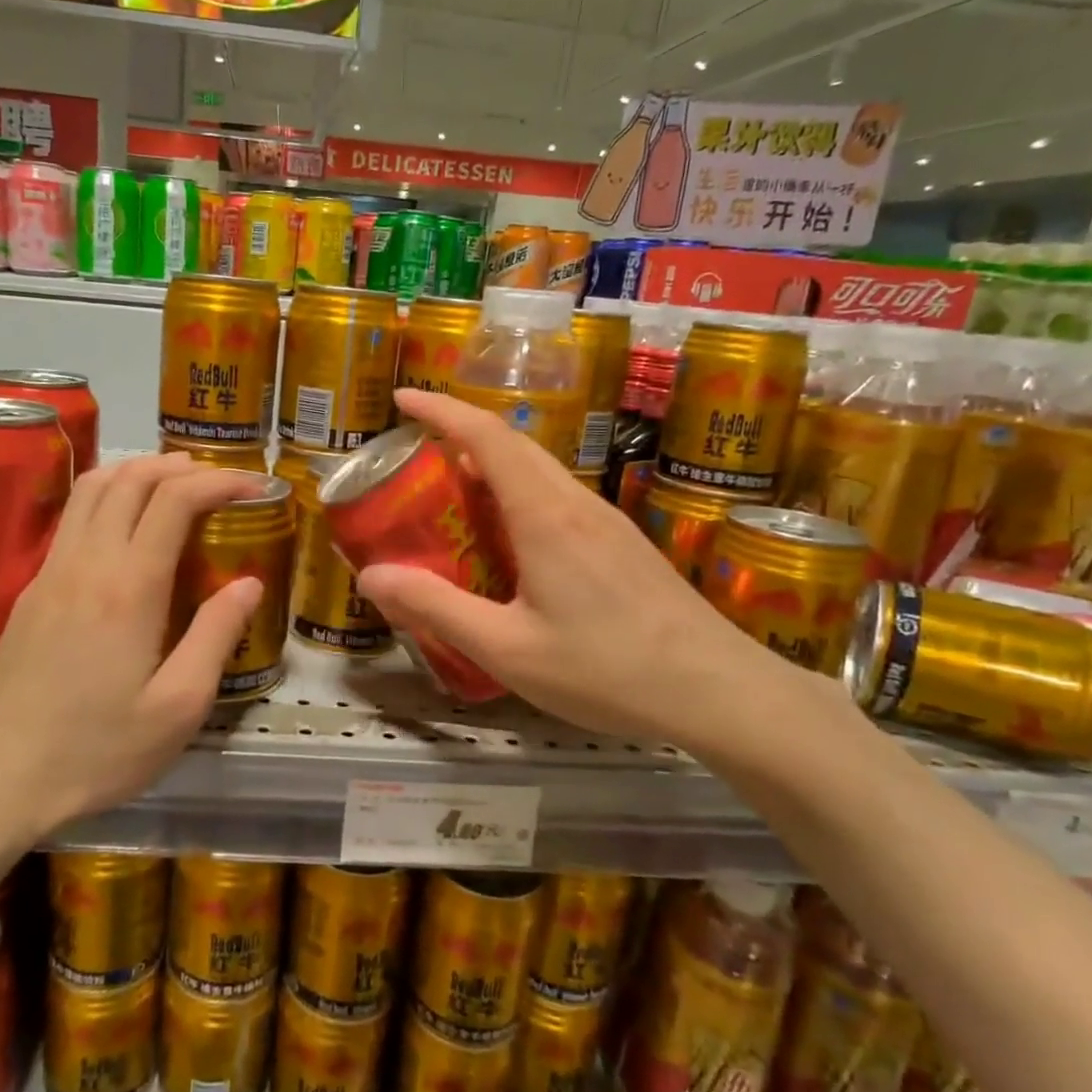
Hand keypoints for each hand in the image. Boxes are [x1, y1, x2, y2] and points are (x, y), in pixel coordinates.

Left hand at [0, 454, 263, 837]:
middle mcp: (86, 563)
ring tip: (174, 484)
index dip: (219, 482)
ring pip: (92, 489)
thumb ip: (216, 636)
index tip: (254, 487)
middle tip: (219, 480)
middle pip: (131, 479)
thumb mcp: (178, 707)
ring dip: (138, 471)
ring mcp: (50, 573)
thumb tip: (249, 583)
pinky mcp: (29, 591)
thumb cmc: (96, 751)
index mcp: (128, 587)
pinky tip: (124, 526)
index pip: (175, 500)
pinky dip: (107, 496)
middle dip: (180, 467)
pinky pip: (71, 518)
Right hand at [355, 389, 808, 751]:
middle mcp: (576, 503)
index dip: (441, 410)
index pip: (487, 437)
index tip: (403, 399)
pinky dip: (518, 495)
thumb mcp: (507, 649)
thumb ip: (436, 608)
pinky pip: (558, 498)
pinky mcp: (623, 544)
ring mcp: (607, 521)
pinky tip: (508, 540)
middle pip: (514, 445)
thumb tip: (372, 575)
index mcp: (545, 515)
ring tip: (451, 495)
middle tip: (414, 453)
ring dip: (491, 466)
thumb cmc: (607, 670)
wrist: (720, 692)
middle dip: (460, 433)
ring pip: (539, 471)